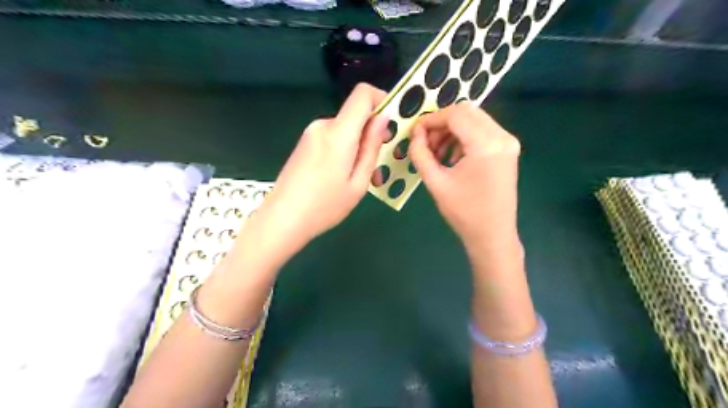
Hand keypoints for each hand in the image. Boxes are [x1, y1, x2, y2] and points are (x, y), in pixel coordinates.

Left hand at [259, 83, 388, 244]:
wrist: (281, 220)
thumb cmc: (324, 207)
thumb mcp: (358, 182)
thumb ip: (371, 147)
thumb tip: (383, 118)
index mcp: (338, 134)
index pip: (362, 94)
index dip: (382, 99)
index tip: (391, 122)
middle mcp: (322, 126)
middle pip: (355, 115)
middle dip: (371, 133)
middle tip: (377, 165)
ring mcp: (310, 134)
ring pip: (345, 129)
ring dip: (357, 145)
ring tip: (359, 178)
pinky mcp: (304, 143)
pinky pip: (332, 138)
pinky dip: (343, 149)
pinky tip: (341, 176)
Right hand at [408, 103, 523, 254]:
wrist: (493, 235)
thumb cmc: (463, 212)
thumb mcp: (435, 182)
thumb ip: (421, 153)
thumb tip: (415, 133)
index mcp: (486, 144)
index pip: (455, 115)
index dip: (431, 120)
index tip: (415, 132)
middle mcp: (502, 136)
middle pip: (467, 112)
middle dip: (441, 123)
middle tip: (425, 142)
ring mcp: (508, 142)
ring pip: (474, 119)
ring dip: (452, 130)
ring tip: (437, 153)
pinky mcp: (508, 149)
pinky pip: (482, 131)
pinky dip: (464, 137)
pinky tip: (452, 156)